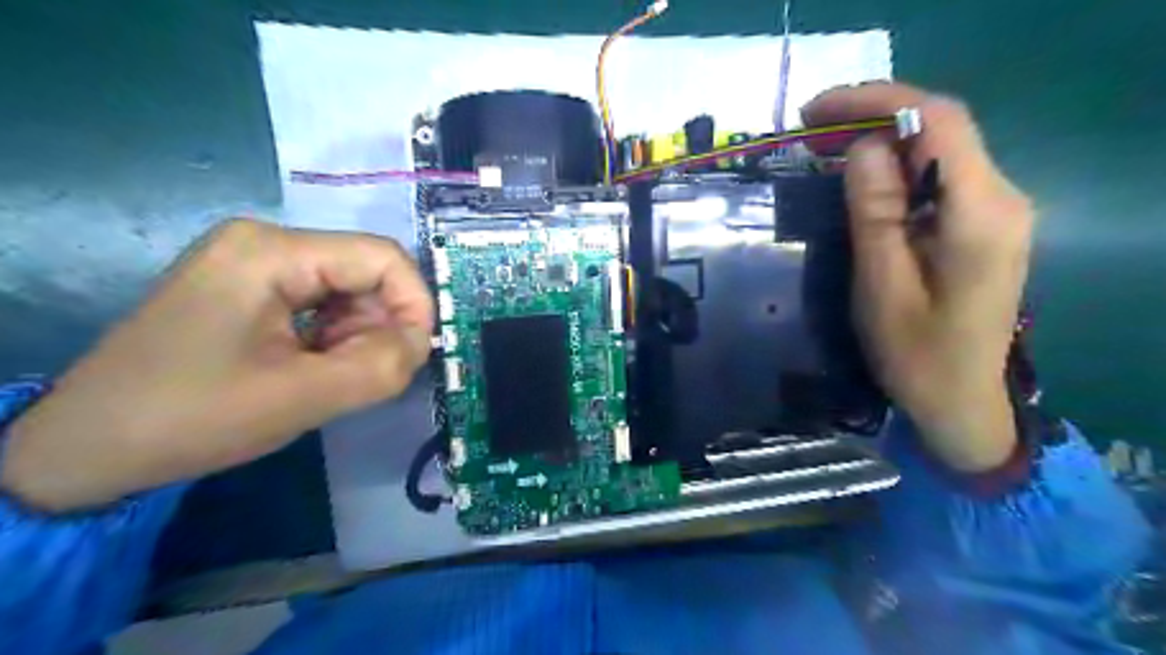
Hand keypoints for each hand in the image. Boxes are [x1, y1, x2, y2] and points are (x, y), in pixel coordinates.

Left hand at [0, 219, 434, 510]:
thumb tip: (420, 343)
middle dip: (379, 328)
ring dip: (357, 339)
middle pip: (364, 274)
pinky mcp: (250, 290)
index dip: (415, 303)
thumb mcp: (301, 397)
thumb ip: (380, 367)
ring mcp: (255, 265)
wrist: (86, 448)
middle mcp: (266, 243)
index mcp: (272, 251)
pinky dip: (335, 341)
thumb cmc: (190, 416)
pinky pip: (322, 306)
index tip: (416, 355)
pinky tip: (312, 371)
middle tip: (363, 378)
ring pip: (348, 293)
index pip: (382, 257)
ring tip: (329, 380)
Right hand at [809, 81, 1032, 470]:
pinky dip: (894, 164)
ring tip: (822, 145)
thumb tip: (861, 147)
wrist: (961, 402)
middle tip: (809, 129)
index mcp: (979, 213)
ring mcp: (995, 209)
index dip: (875, 101)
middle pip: (940, 126)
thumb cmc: (916, 355)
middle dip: (872, 114)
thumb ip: (876, 213)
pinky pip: (936, 175)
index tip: (815, 112)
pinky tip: (858, 176)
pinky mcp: (979, 224)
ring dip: (880, 137)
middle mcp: (1000, 197)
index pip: (937, 121)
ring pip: (937, 147)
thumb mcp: (882, 286)